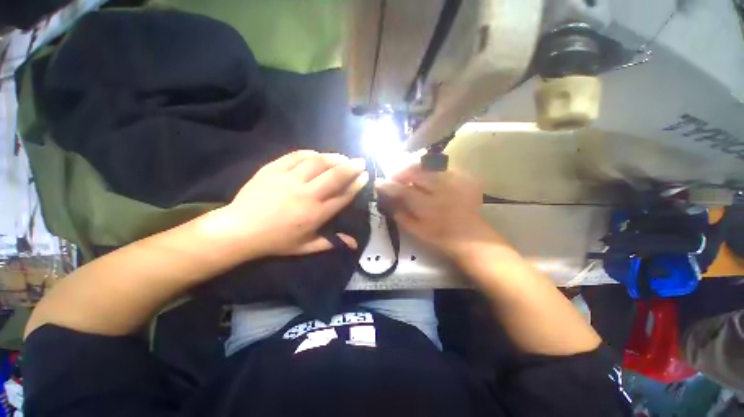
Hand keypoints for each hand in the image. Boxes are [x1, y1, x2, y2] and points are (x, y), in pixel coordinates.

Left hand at [204, 150, 367, 257]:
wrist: (240, 230)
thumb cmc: (277, 241)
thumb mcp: (306, 247)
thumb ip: (332, 243)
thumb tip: (355, 244)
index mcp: (316, 213)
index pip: (343, 195)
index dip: (357, 185)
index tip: (365, 177)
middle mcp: (307, 194)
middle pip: (335, 176)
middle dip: (352, 167)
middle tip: (360, 162)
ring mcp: (289, 179)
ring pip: (318, 162)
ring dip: (334, 158)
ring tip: (343, 157)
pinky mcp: (274, 169)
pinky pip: (296, 156)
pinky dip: (310, 154)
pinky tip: (317, 154)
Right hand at [376, 164, 509, 263]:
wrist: (471, 236)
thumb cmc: (440, 237)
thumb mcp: (416, 230)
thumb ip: (399, 214)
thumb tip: (387, 199)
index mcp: (428, 206)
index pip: (402, 190)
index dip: (388, 185)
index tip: (378, 182)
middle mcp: (441, 189)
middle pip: (415, 170)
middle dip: (400, 171)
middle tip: (394, 177)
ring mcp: (454, 180)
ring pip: (428, 165)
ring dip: (414, 168)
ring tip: (408, 175)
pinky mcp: (463, 177)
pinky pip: (441, 167)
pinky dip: (429, 169)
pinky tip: (426, 177)